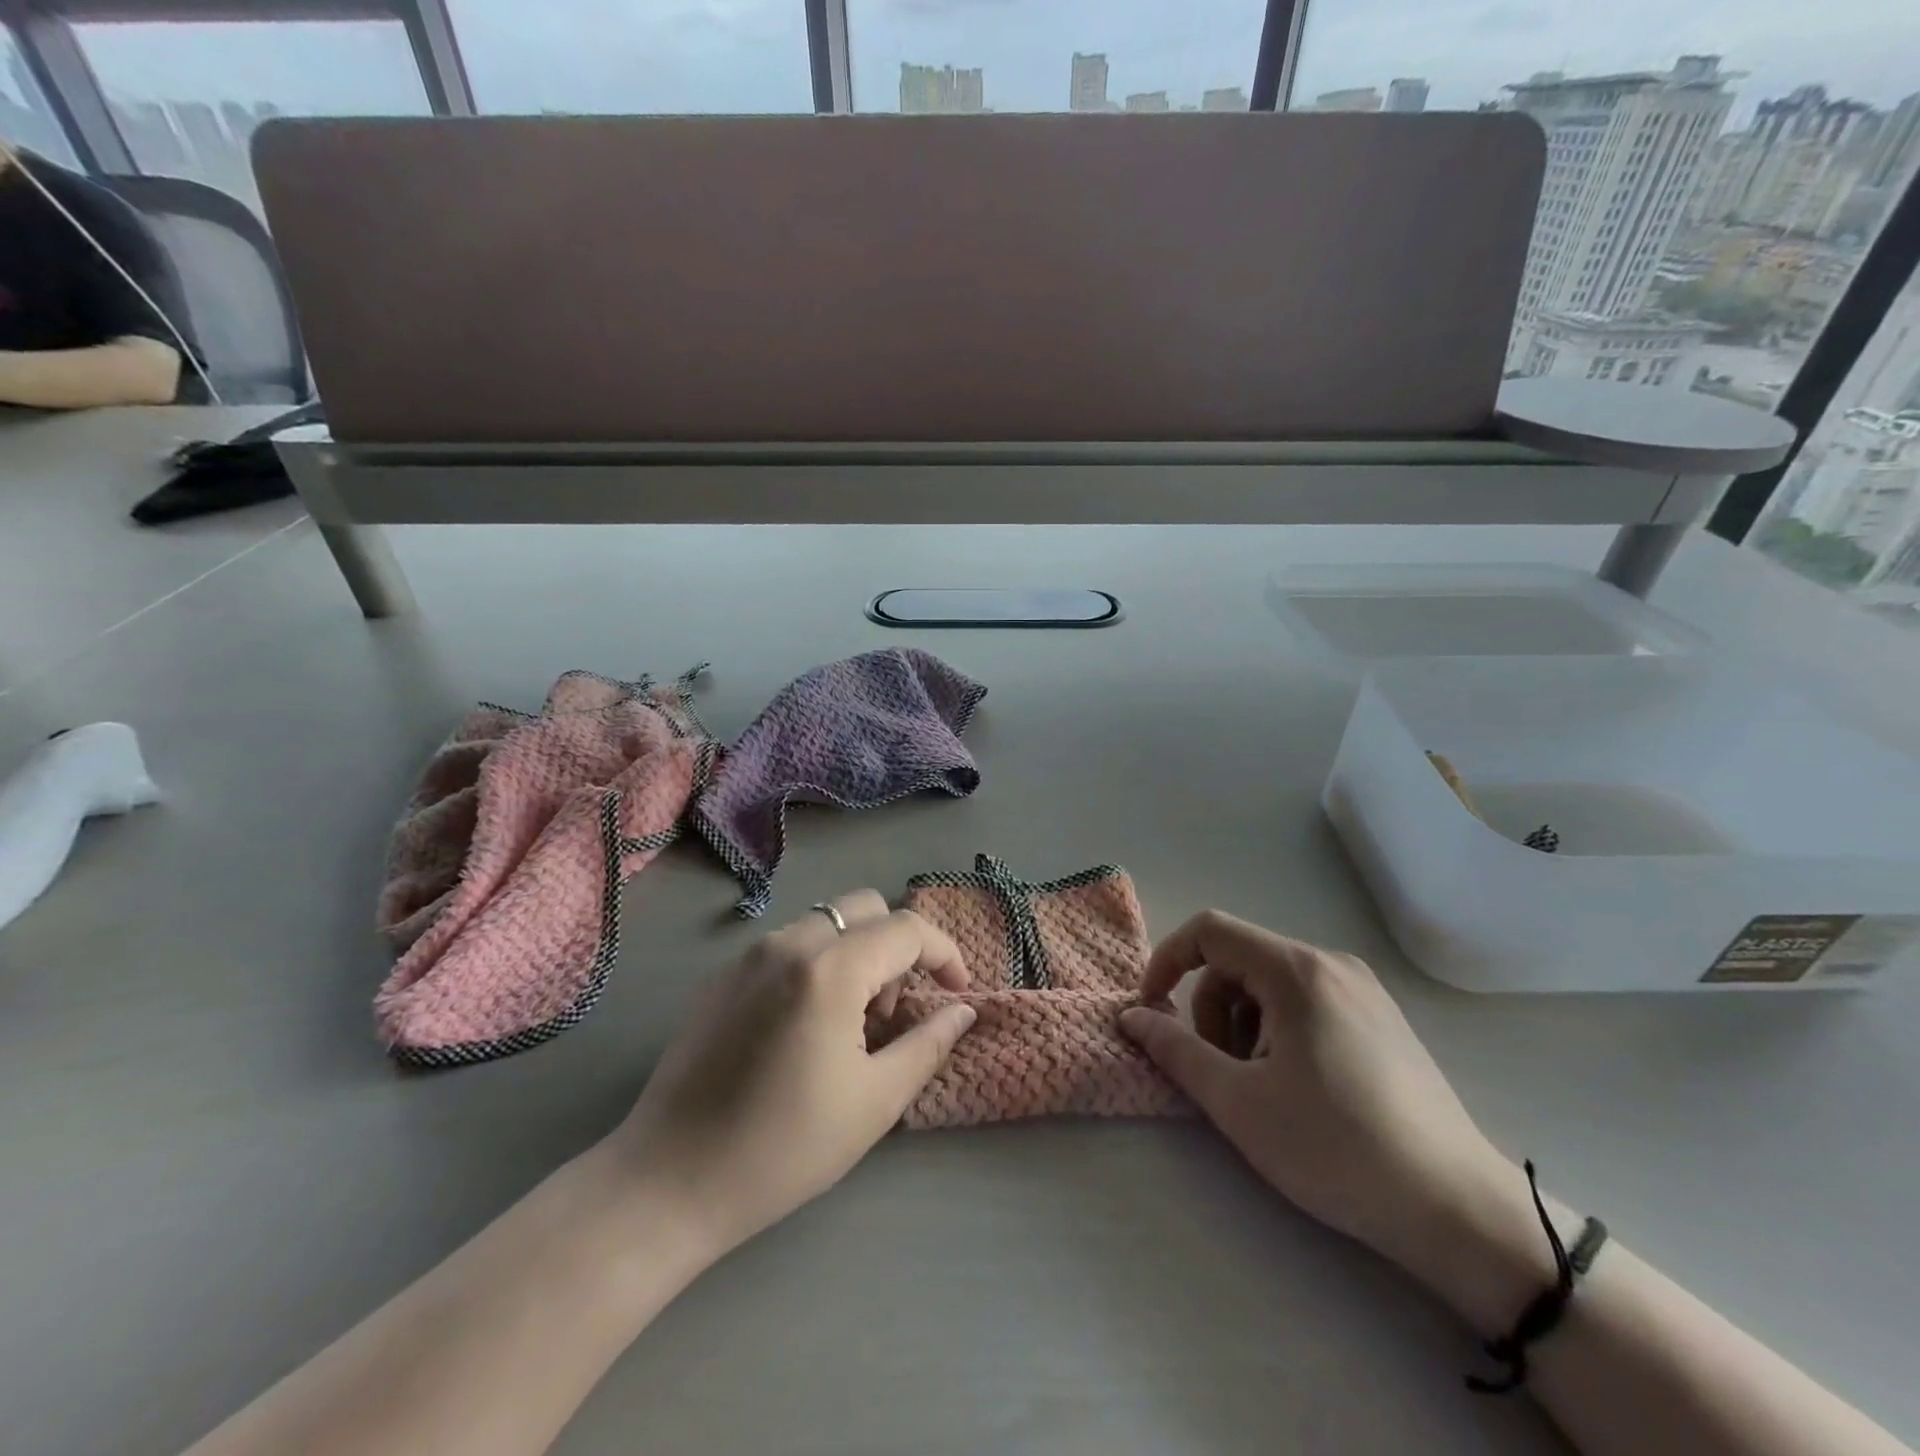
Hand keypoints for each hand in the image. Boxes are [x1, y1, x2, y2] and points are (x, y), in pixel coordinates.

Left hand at [605, 891, 976, 1259]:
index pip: (906, 929)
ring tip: (849, 1025)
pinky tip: (804, 1028)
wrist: (668, 1183)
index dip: (944, 954)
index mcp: (829, 969)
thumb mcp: (874, 1101)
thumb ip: (928, 1044)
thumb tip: (963, 1010)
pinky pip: (788, 946)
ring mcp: (748, 955)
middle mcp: (788, 943)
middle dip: (897, 947)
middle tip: (892, 1012)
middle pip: (865, 908)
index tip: (957, 992)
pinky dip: (817, 964)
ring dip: (856, 954)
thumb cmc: (783, 1149)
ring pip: (826, 923)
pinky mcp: (721, 976)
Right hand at [1119, 912, 1528, 1320]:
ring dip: (1243, 1025)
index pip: (1209, 931)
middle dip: (1210, 1010)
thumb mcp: (1239, 1102)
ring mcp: (1362, 990)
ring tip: (1262, 1087)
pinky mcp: (1380, 1019)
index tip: (1152, 1011)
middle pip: (1238, 961)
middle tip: (1222, 1072)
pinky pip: (1304, 1002)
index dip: (1167, 961)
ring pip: (1269, 984)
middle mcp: (1331, 964)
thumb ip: (1175, 1050)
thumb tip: (1131, 1017)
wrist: (1459, 1211)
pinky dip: (1277, 1032)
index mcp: (1297, 970)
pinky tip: (1297, 1087)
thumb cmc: (1337, 1148)